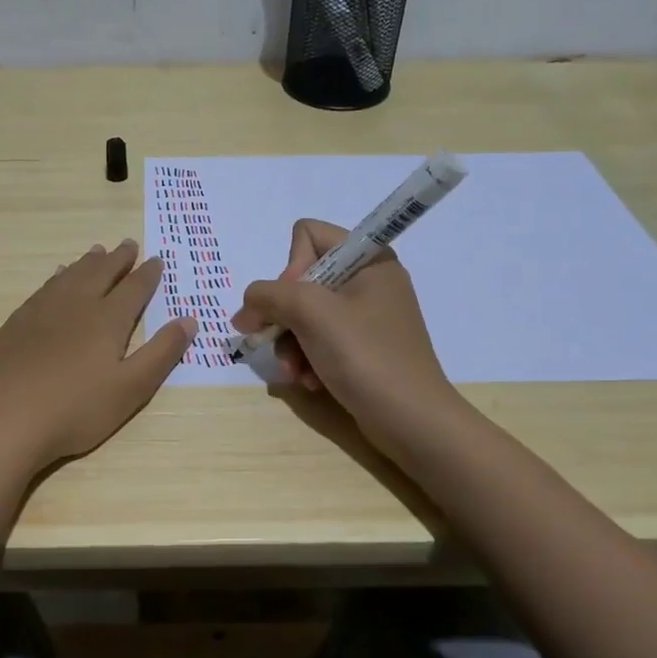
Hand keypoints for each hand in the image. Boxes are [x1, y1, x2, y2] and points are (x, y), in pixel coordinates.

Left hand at [0, 240, 194, 473]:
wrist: (4, 420)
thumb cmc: (75, 410)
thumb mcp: (131, 389)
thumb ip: (161, 353)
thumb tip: (189, 320)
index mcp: (107, 320)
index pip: (134, 289)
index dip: (148, 274)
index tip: (157, 260)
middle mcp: (76, 305)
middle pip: (100, 273)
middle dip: (118, 259)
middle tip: (128, 245)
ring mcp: (41, 311)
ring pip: (71, 276)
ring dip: (87, 263)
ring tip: (97, 252)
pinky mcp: (16, 323)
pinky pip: (44, 288)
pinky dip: (58, 277)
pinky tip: (57, 278)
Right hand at [232, 219, 461, 461]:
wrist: (412, 421)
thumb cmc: (366, 357)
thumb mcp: (311, 314)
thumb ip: (268, 296)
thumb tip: (244, 311)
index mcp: (369, 258)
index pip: (308, 235)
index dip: (291, 267)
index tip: (295, 303)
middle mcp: (368, 280)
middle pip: (301, 280)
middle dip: (285, 316)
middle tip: (280, 344)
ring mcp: (366, 316)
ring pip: (303, 314)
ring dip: (291, 345)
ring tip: (295, 373)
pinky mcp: (362, 348)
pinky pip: (318, 340)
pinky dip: (307, 360)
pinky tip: (309, 382)